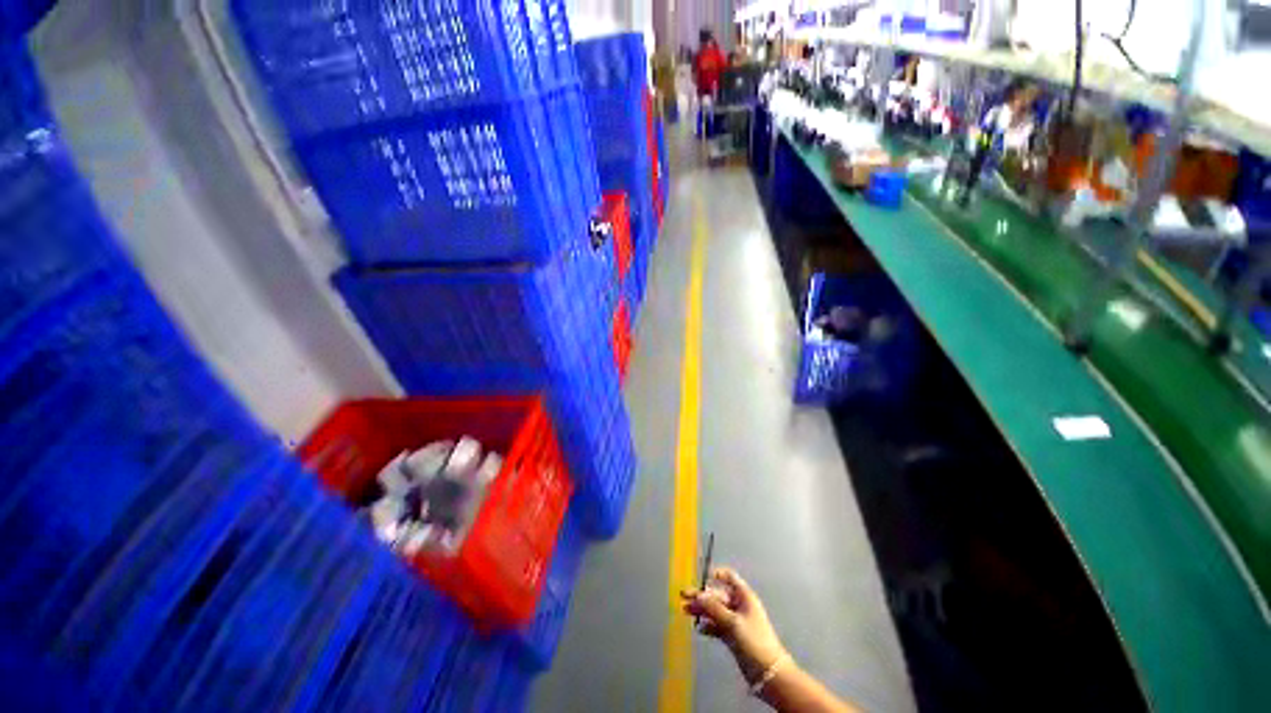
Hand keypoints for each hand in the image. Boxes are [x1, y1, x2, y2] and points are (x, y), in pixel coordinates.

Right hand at [681, 567, 788, 685]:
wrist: (768, 672)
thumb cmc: (754, 641)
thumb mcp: (733, 622)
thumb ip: (714, 608)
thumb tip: (698, 595)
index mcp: (744, 596)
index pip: (729, 577)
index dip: (717, 575)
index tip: (702, 577)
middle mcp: (739, 606)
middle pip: (717, 595)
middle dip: (701, 596)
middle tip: (683, 596)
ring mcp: (735, 621)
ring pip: (715, 611)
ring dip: (702, 610)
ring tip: (685, 611)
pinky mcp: (732, 636)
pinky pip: (717, 626)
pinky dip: (708, 626)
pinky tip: (699, 628)